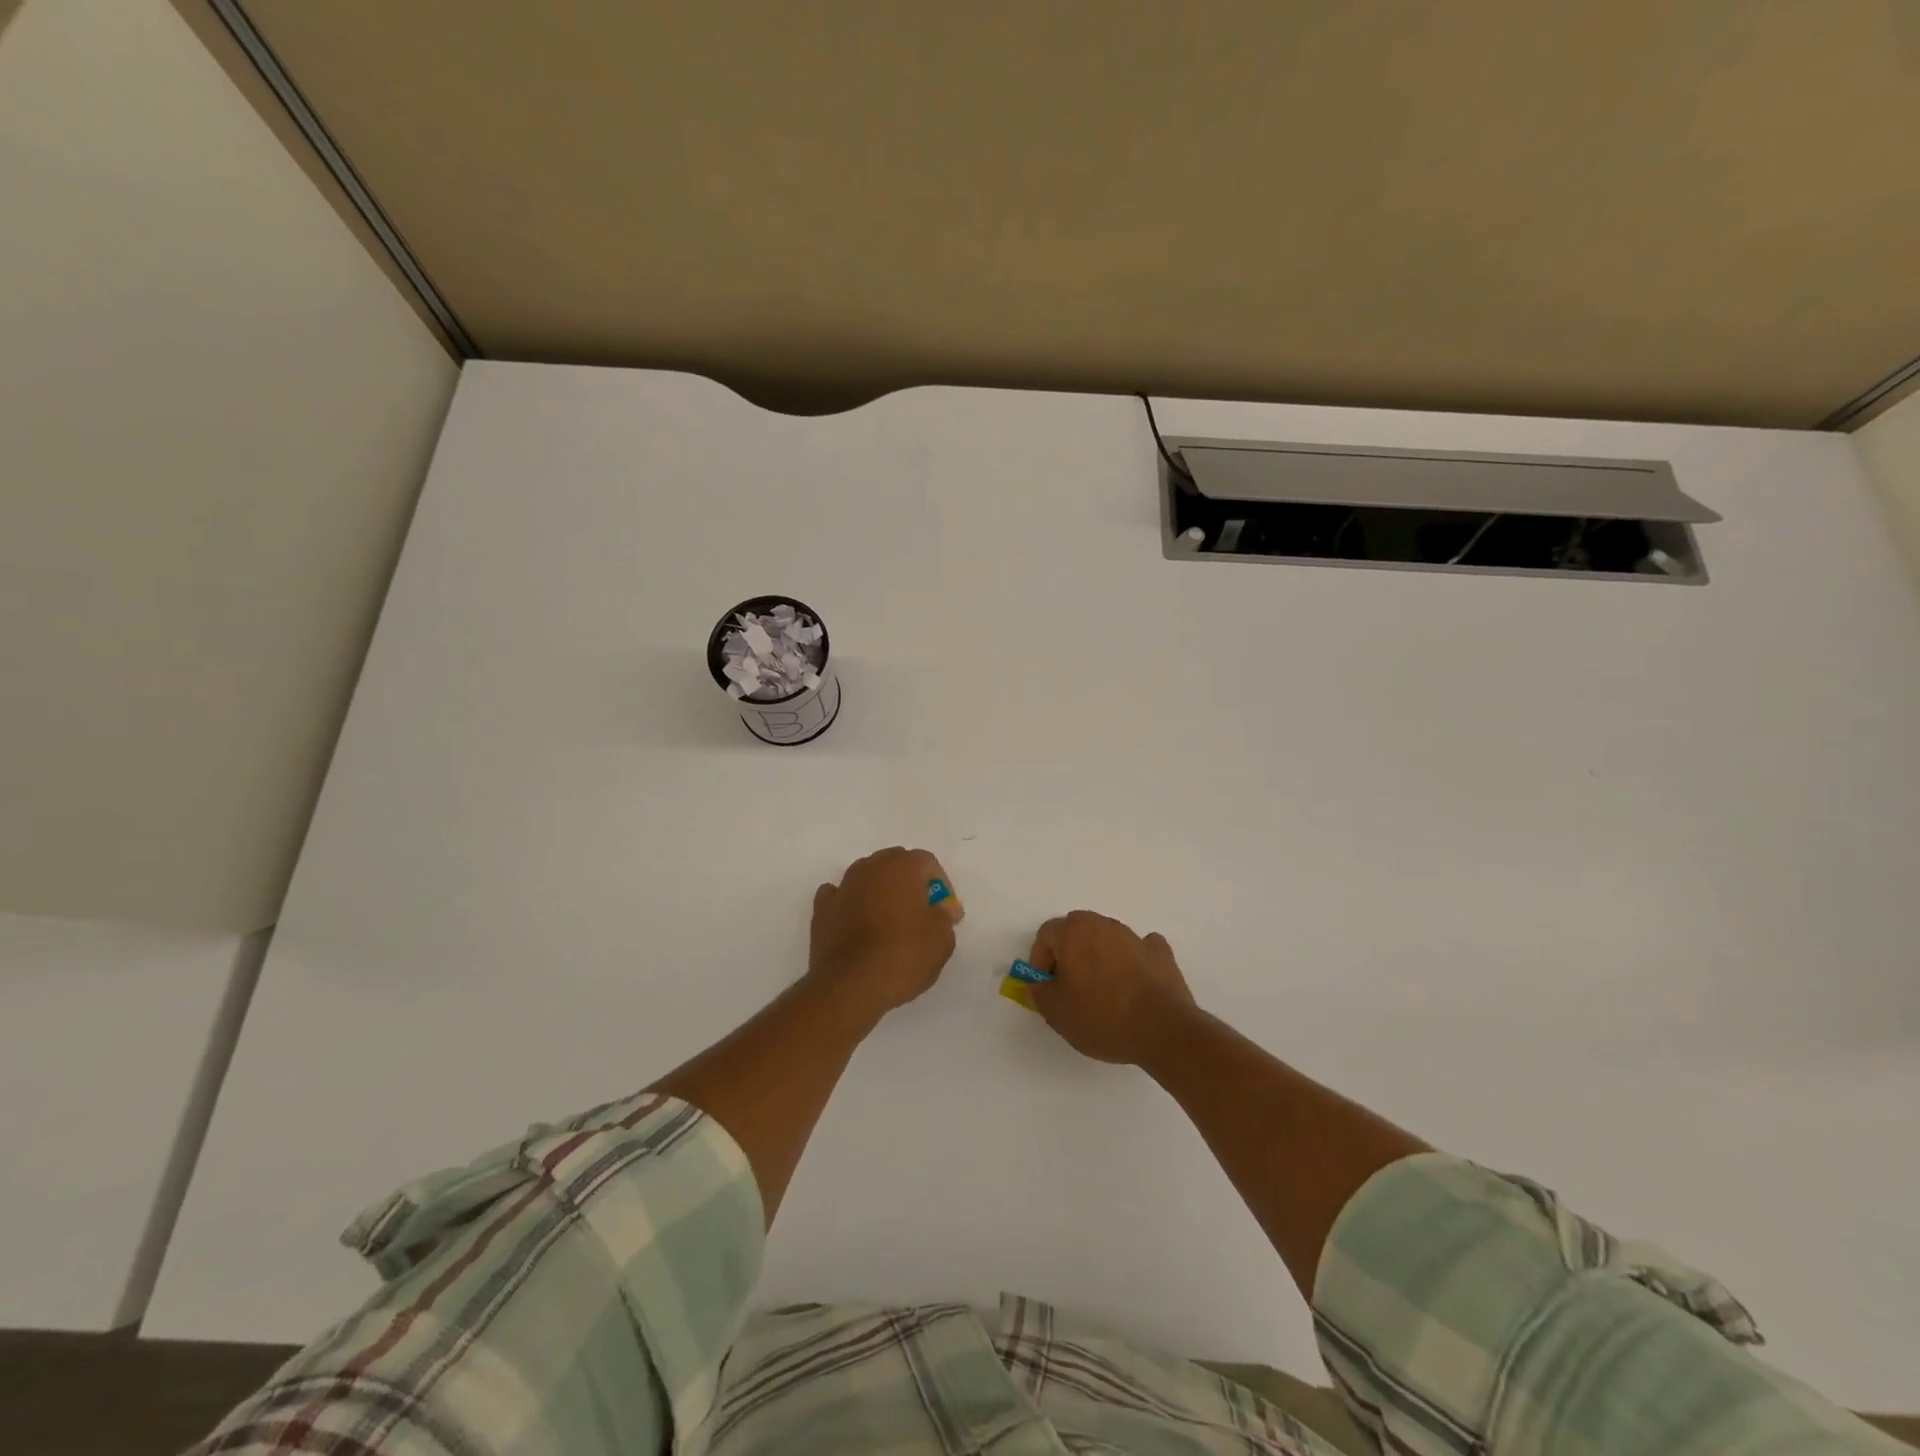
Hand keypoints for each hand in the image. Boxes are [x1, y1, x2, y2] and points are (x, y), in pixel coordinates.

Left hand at [808, 847, 963, 1017]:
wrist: (850, 985)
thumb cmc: (903, 956)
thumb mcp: (942, 940)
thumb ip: (944, 917)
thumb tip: (940, 909)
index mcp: (902, 867)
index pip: (927, 863)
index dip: (941, 886)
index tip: (945, 914)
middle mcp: (870, 868)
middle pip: (895, 863)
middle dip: (909, 883)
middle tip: (919, 913)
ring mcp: (843, 887)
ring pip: (866, 877)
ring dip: (879, 891)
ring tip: (888, 922)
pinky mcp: (822, 910)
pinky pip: (839, 896)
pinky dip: (850, 905)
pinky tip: (857, 924)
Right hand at [1026, 911, 1196, 1064]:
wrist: (1163, 1030)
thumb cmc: (1102, 1017)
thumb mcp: (1056, 1012)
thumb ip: (1039, 992)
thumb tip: (1041, 983)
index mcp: (1074, 932)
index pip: (1046, 934)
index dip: (1040, 960)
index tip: (1047, 987)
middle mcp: (1103, 925)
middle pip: (1076, 930)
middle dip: (1069, 953)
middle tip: (1070, 987)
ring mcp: (1135, 936)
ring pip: (1106, 938)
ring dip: (1099, 957)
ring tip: (1103, 992)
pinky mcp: (1161, 952)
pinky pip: (1138, 949)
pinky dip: (1131, 961)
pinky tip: (1133, 984)